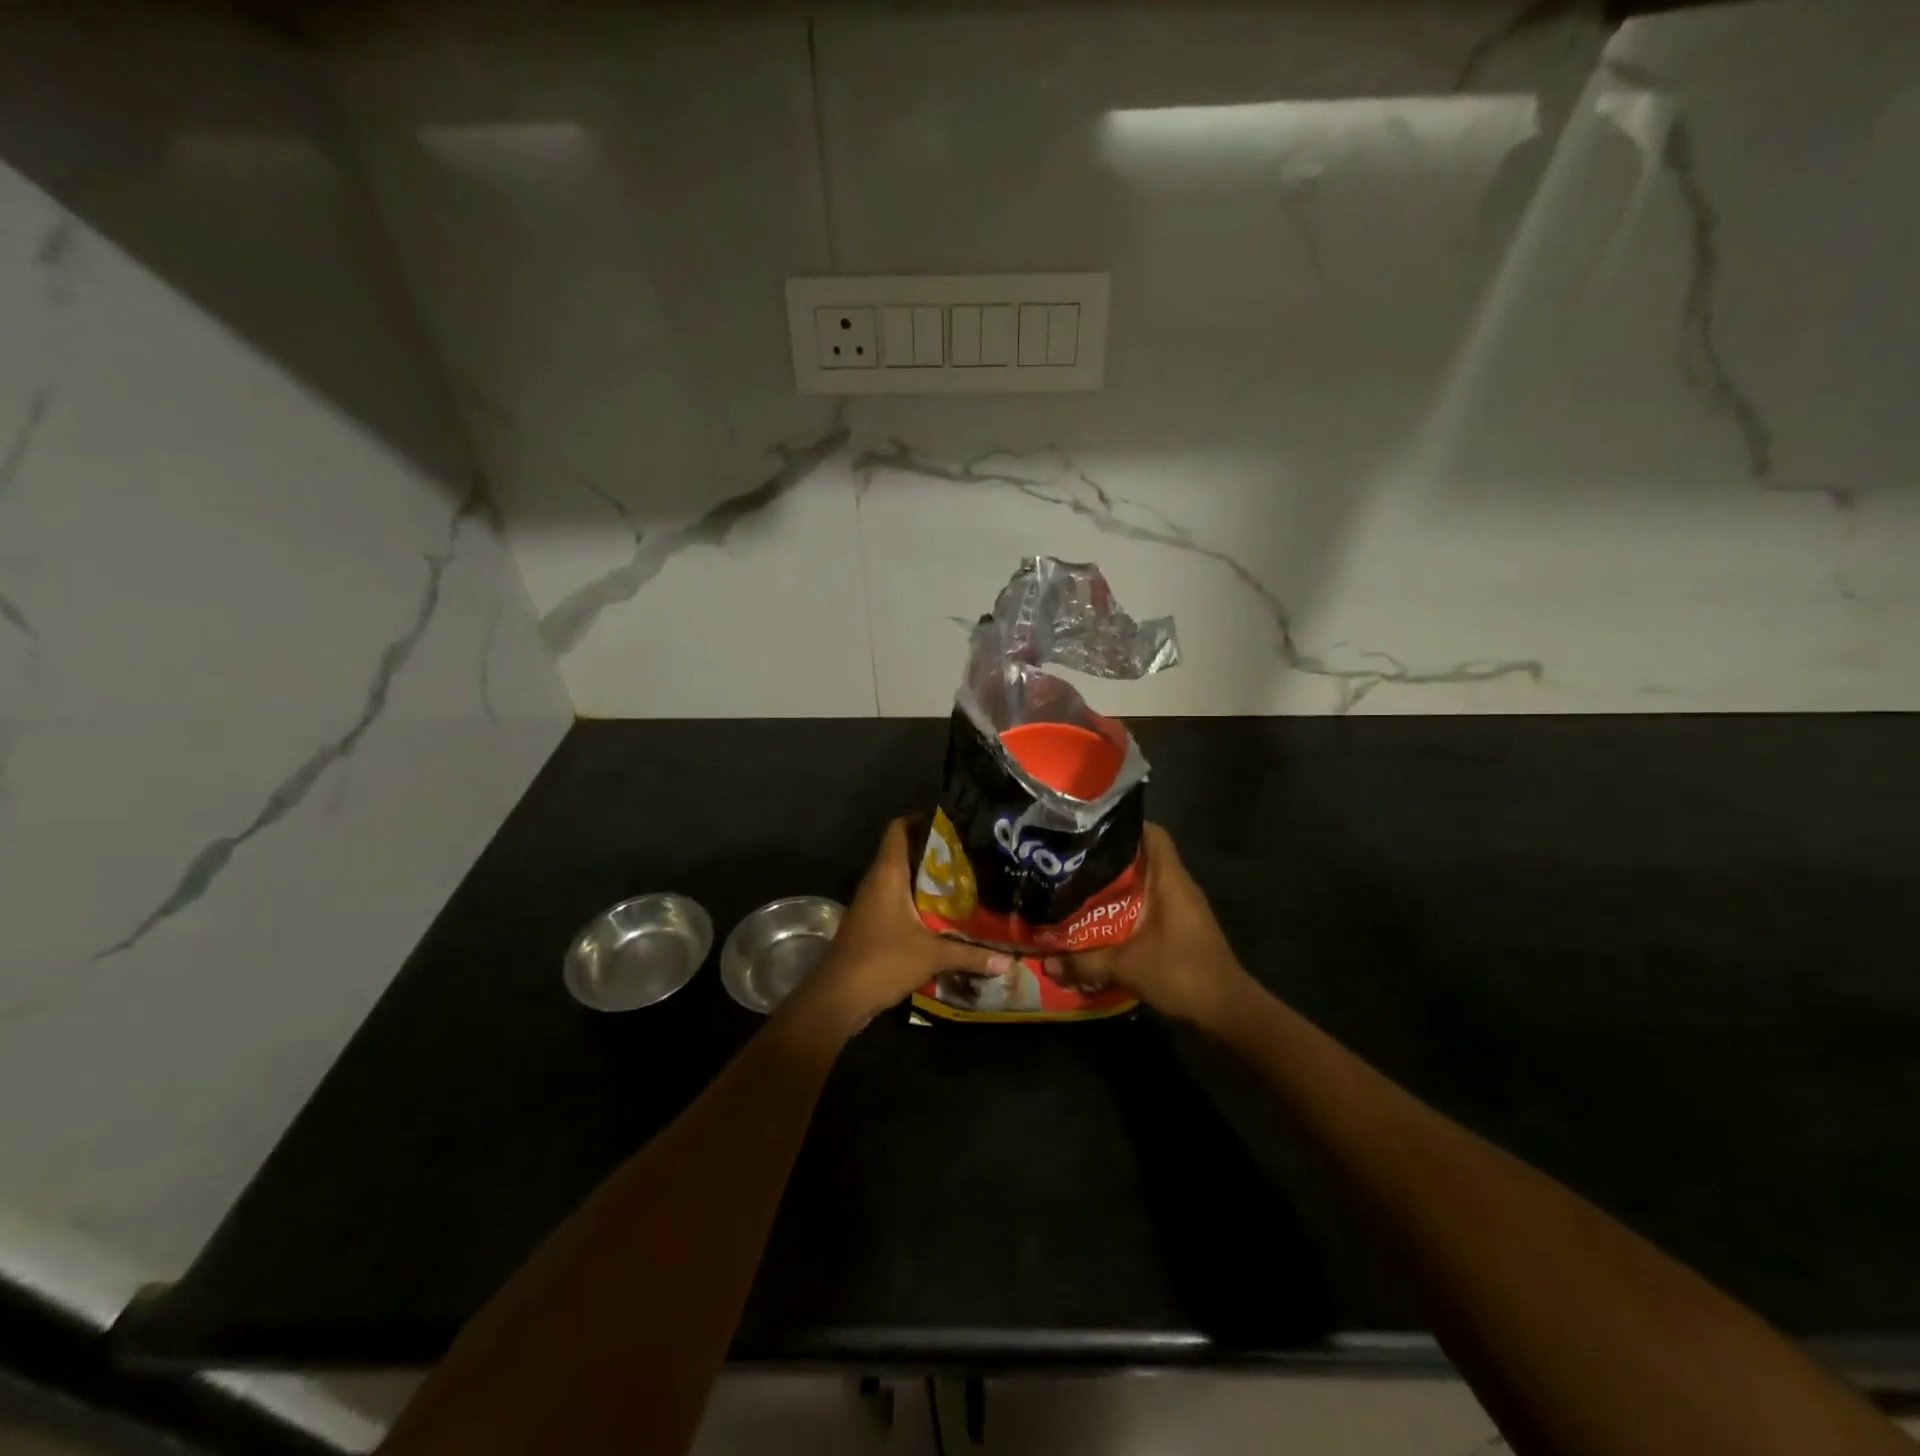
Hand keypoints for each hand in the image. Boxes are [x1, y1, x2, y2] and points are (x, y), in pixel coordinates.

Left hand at [786, 817, 1010, 1037]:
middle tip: (970, 853)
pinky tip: (943, 916)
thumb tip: (1010, 961)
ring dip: (926, 881)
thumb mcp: (932, 955)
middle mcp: (876, 882)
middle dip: (934, 852)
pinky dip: (917, 904)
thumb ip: (971, 954)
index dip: (921, 818)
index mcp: (887, 874)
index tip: (952, 820)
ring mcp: (870, 905)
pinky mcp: (870, 926)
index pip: (899, 829)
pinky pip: (897, 904)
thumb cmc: (882, 961)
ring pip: (900, 880)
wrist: (837, 998)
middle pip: (904, 853)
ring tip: (964, 881)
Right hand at [1048, 824, 1250, 1027]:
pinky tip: (1103, 919)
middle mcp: (1178, 885)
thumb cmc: (1181, 973)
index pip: (1153, 833)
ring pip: (1146, 882)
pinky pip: (1150, 903)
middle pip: (1143, 856)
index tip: (1090, 830)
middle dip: (1110, 858)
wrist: (1227, 1010)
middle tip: (1074, 861)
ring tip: (1081, 887)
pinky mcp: (1181, 926)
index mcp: (1170, 879)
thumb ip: (1085, 962)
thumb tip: (1047, 962)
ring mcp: (1183, 907)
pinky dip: (1128, 906)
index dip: (1124, 825)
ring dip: (1117, 885)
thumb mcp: (1127, 967)